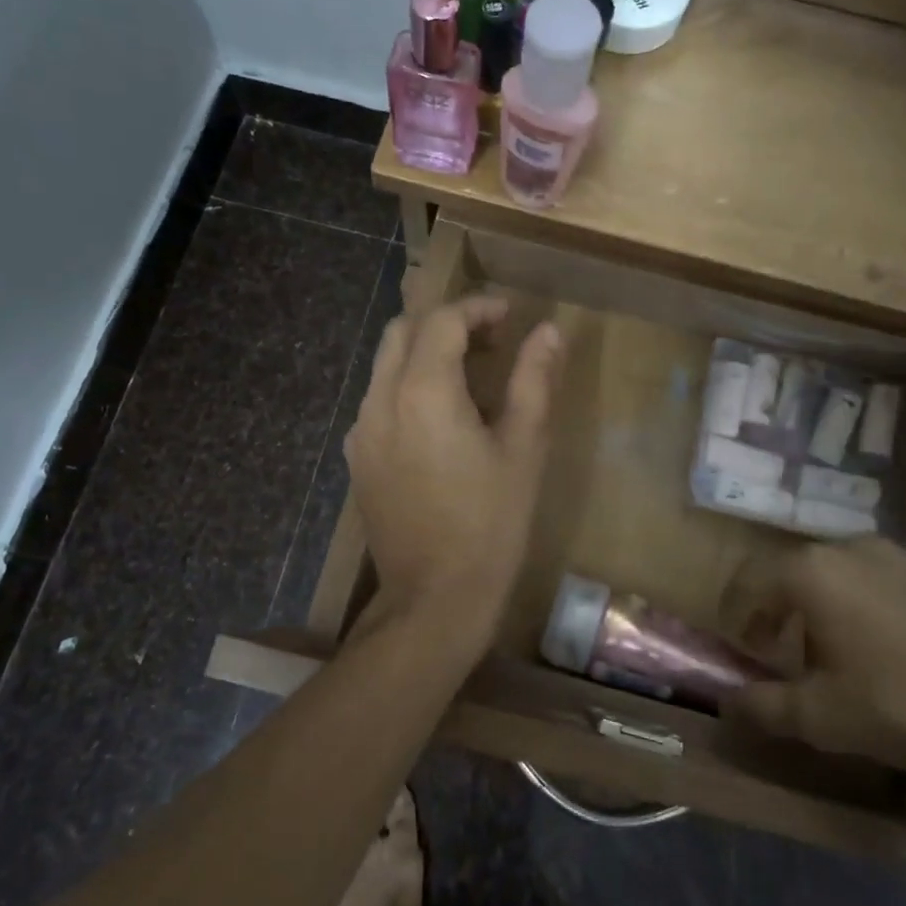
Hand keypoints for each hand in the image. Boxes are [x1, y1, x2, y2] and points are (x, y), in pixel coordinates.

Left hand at [344, 294, 561, 657]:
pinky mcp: (357, 457)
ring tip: (470, 378)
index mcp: (423, 391)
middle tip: (489, 341)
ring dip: (424, 353)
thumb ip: (533, 380)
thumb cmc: (491, 522)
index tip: (510, 317)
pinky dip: (406, 385)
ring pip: (385, 364)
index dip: (478, 308)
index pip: (443, 320)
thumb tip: (549, 330)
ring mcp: (361, 430)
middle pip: (403, 330)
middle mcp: (380, 400)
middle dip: (445, 323)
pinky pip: (378, 399)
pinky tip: (440, 419)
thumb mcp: (524, 447)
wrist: (434, 597)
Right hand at [719, 538, 905, 774]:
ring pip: (844, 573)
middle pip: (797, 572)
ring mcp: (903, 555)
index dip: (738, 613)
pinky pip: (889, 581)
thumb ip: (764, 706)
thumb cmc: (905, 705)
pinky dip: (875, 605)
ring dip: (829, 605)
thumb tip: (727, 704)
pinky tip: (899, 649)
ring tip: (845, 652)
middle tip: (787, 652)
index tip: (743, 647)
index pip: (751, 579)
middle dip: (783, 610)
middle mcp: (851, 548)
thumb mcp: (823, 719)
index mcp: (813, 572)